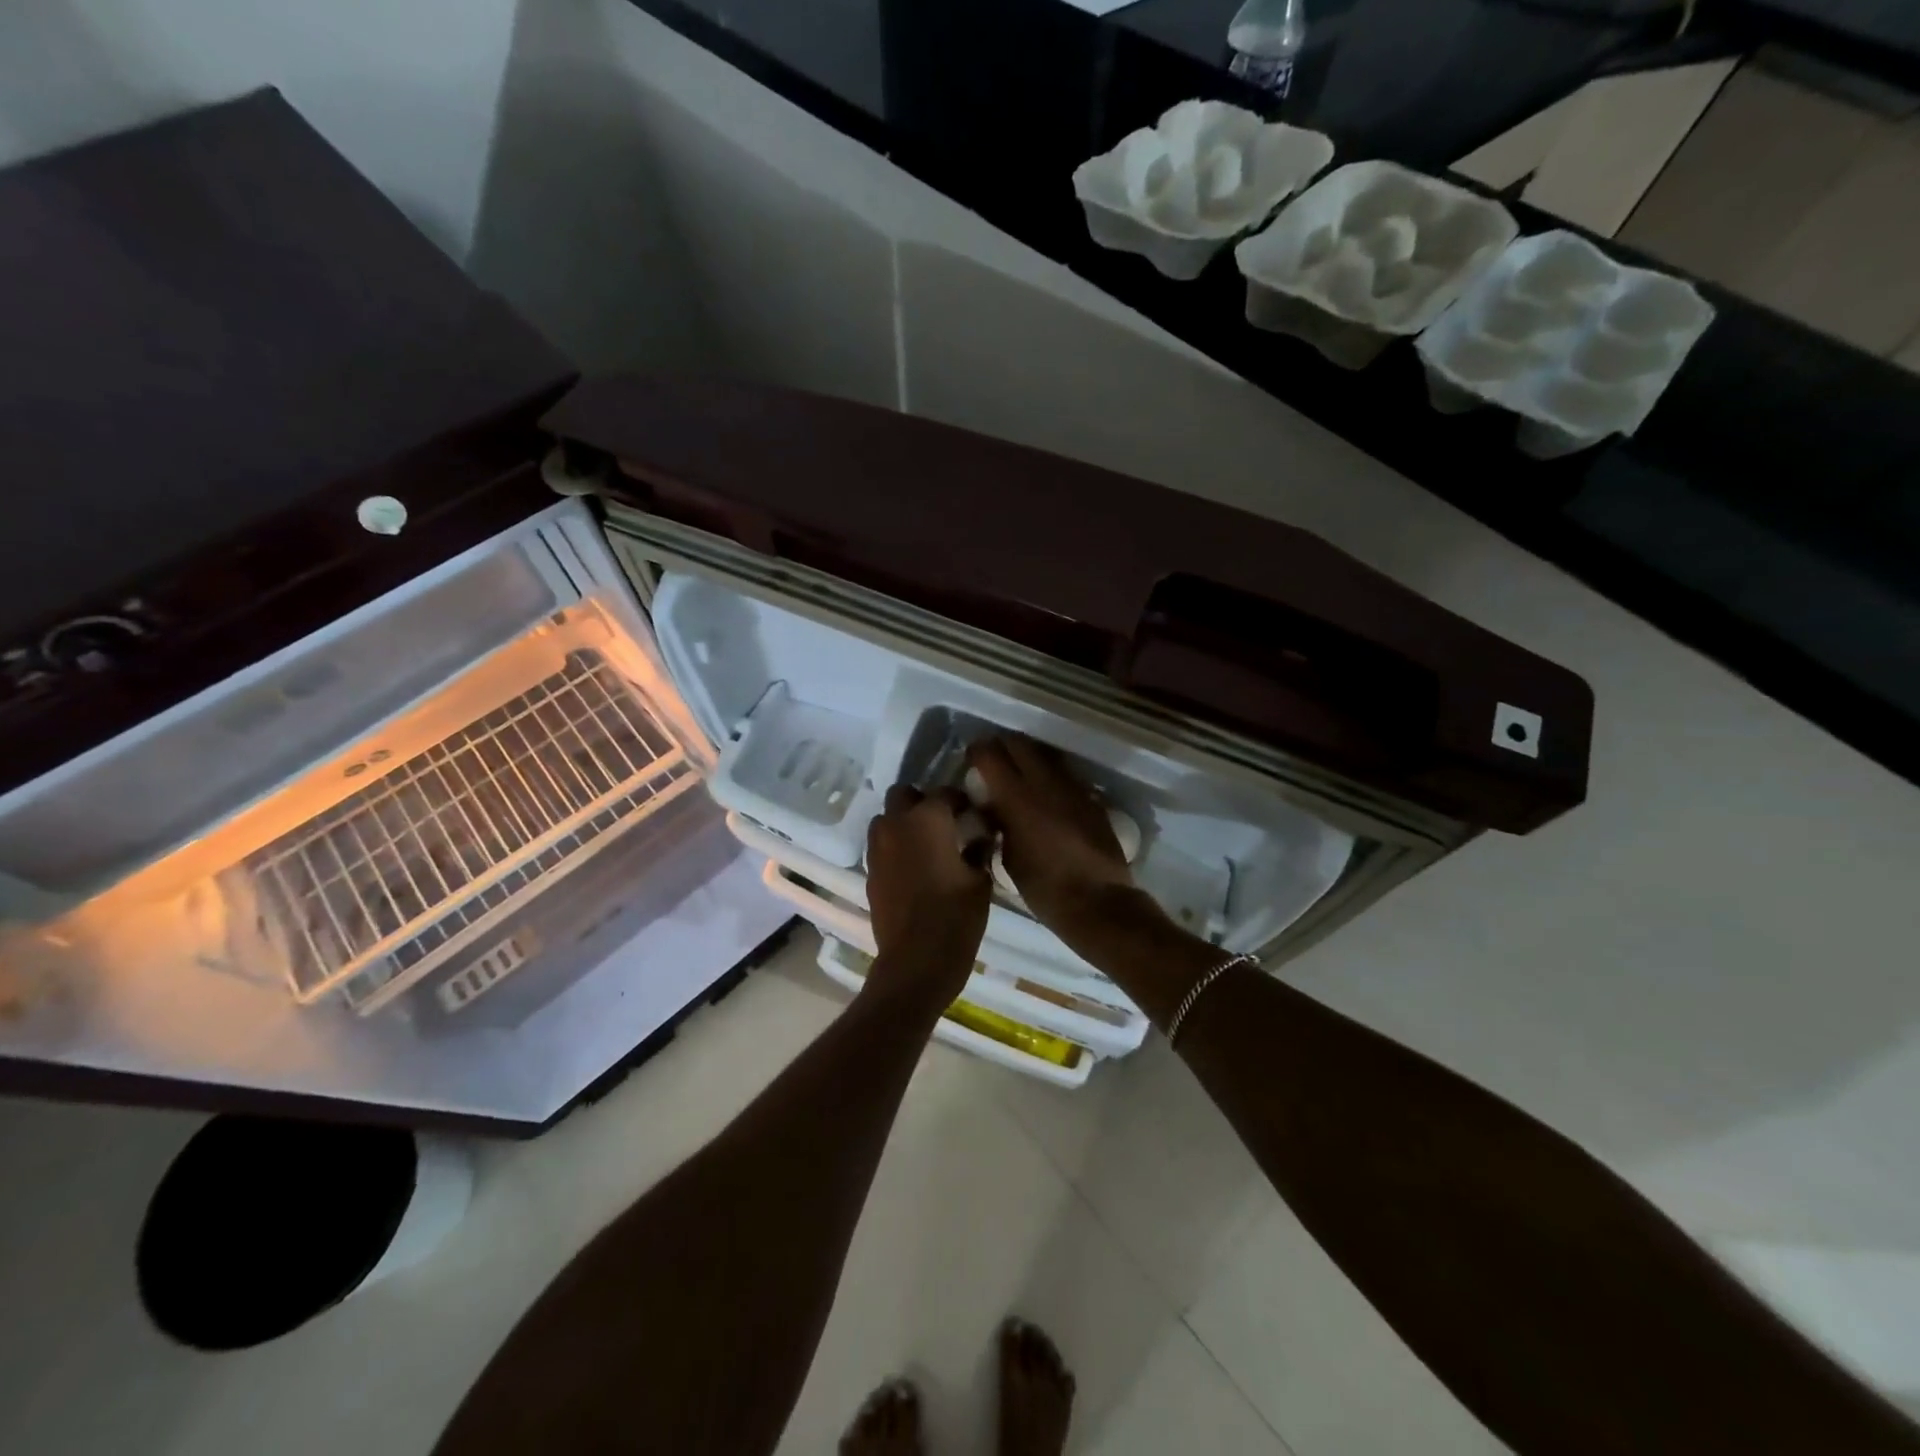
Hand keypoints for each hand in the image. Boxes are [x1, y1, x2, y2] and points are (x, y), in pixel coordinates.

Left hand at [863, 784, 991, 1006]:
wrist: (915, 961)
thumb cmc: (956, 916)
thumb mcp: (980, 881)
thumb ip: (979, 850)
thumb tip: (981, 837)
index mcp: (928, 819)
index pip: (945, 793)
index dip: (961, 800)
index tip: (973, 814)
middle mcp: (897, 825)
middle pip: (903, 795)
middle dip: (922, 802)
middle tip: (944, 822)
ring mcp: (877, 849)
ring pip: (885, 819)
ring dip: (903, 822)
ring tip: (925, 844)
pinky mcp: (870, 872)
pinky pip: (880, 846)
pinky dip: (894, 847)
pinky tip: (914, 868)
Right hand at [967, 736, 1153, 944]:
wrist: (1098, 903)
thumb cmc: (1044, 888)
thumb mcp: (1008, 858)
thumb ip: (998, 824)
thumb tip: (993, 808)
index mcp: (1016, 797)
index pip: (989, 754)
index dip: (975, 752)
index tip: (970, 762)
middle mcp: (1044, 782)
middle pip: (1018, 743)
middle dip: (1002, 746)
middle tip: (992, 762)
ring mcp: (1072, 787)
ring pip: (1045, 754)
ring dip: (1028, 758)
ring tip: (1019, 776)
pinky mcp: (1091, 798)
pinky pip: (1065, 774)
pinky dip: (1050, 776)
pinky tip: (1046, 796)